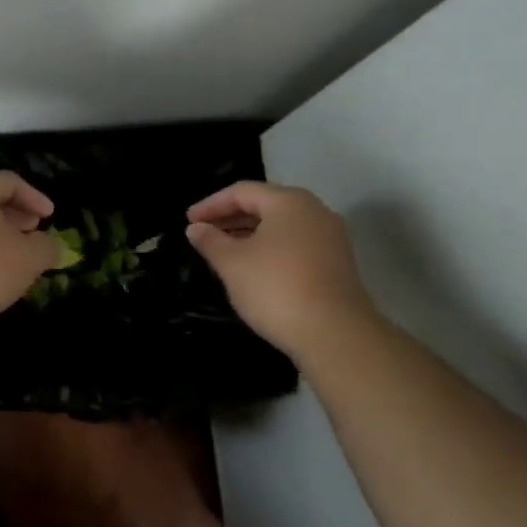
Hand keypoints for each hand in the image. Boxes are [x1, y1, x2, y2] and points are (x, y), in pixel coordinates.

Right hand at [186, 181, 379, 355]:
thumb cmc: (277, 288)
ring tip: (224, 251)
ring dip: (250, 234)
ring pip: (281, 226)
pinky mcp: (338, 263)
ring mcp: (331, 238)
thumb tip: (196, 228)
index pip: (242, 191)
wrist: (336, 335)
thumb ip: (210, 241)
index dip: (211, 204)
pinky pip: (296, 244)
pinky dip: (271, 248)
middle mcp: (314, 211)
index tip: (188, 221)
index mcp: (289, 202)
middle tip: (203, 233)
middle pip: (265, 205)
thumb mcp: (232, 264)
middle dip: (231, 218)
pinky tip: (254, 269)